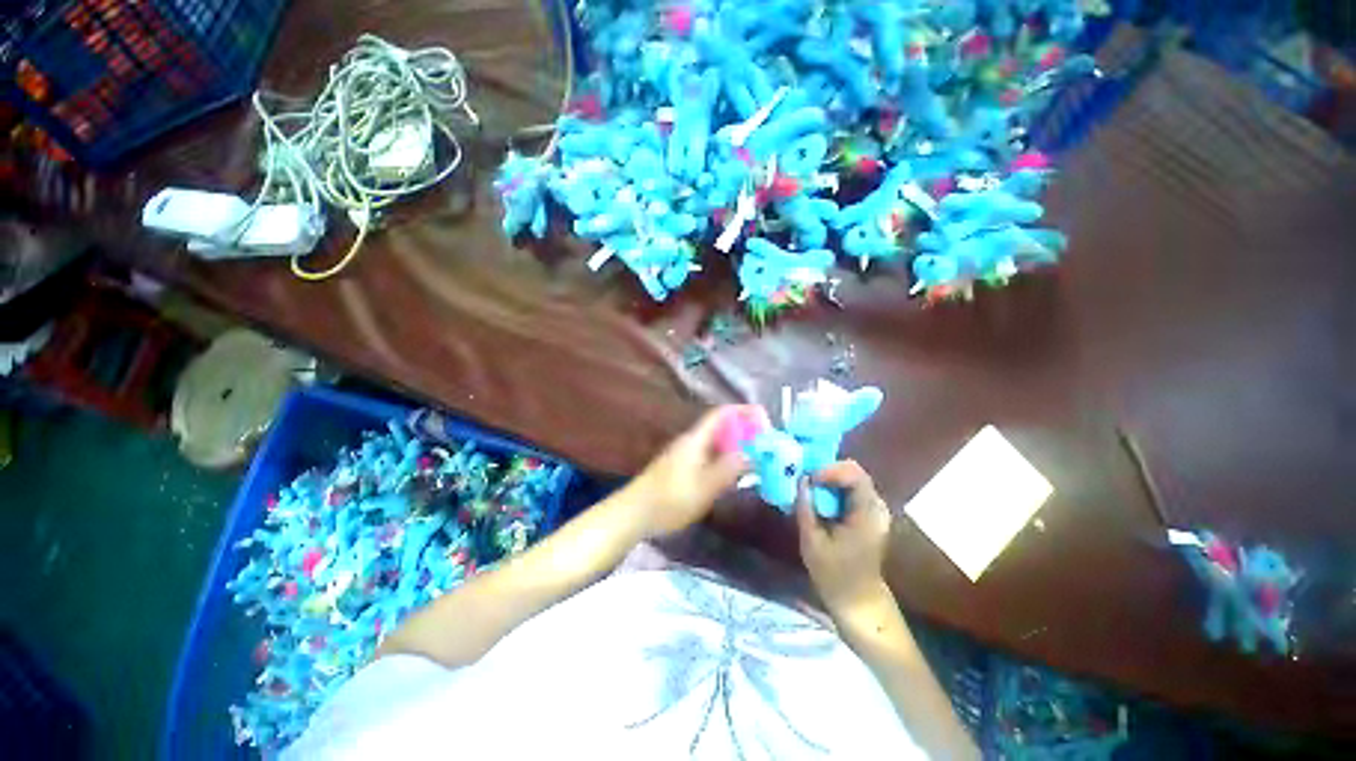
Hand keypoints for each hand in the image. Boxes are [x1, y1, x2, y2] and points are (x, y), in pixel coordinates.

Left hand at [621, 405, 759, 538]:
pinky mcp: (680, 468)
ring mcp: (683, 455)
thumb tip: (751, 452)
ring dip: (733, 447)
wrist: (635, 513)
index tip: (763, 417)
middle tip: (764, 443)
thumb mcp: (705, 486)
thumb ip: (729, 468)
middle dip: (742, 432)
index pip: (721, 414)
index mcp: (695, 439)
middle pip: (719, 428)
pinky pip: (708, 456)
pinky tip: (730, 475)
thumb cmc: (671, 498)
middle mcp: (690, 442)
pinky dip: (723, 460)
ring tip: (754, 458)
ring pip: (714, 444)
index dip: (742, 411)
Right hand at [796, 460, 892, 613]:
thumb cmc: (834, 575)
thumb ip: (806, 508)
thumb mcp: (812, 542)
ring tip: (809, 485)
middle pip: (854, 472)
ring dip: (829, 477)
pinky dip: (833, 486)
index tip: (809, 478)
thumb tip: (801, 480)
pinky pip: (851, 488)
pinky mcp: (869, 512)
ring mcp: (875, 509)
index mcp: (867, 515)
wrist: (858, 600)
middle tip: (805, 478)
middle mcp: (876, 507)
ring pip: (852, 477)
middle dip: (827, 470)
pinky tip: (818, 496)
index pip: (855, 475)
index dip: (830, 470)